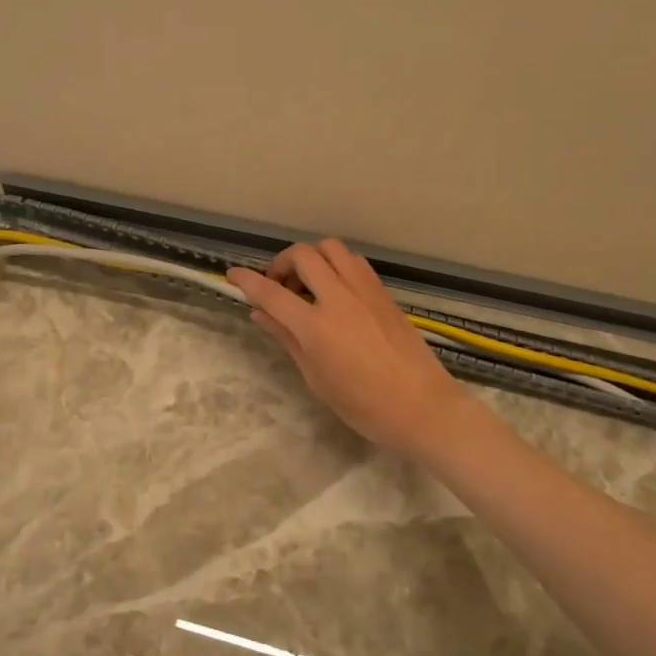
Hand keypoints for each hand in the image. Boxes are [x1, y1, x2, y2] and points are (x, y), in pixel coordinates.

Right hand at [227, 240, 477, 457]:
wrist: (423, 407)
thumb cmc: (364, 405)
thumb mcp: (316, 378)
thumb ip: (287, 338)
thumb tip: (260, 313)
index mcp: (316, 327)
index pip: (271, 293)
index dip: (247, 281)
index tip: (232, 275)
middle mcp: (339, 298)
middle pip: (302, 255)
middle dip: (282, 263)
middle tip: (279, 287)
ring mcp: (365, 291)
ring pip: (331, 248)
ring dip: (311, 258)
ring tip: (309, 285)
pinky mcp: (384, 293)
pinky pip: (354, 262)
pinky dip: (336, 265)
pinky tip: (336, 291)